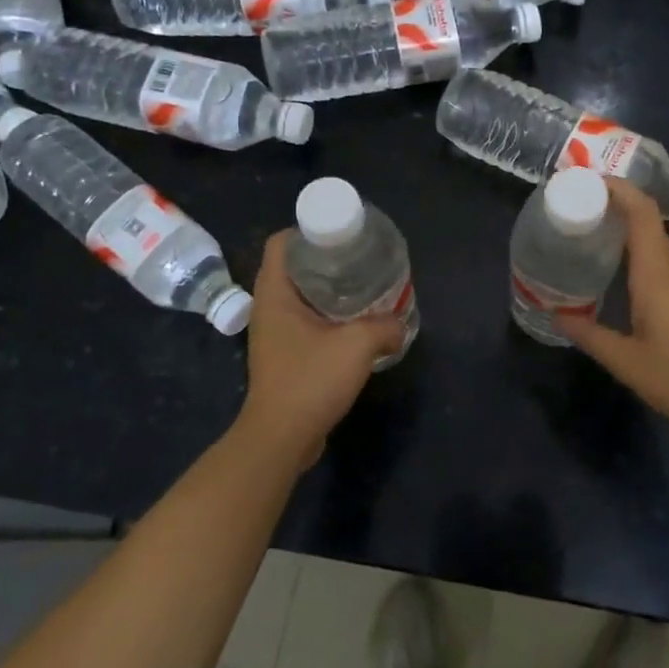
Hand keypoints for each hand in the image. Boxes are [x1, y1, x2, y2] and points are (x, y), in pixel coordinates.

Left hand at [233, 232, 405, 468]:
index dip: (307, 230)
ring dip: (328, 290)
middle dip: (325, 259)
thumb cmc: (311, 380)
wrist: (282, 437)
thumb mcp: (357, 345)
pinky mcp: (284, 356)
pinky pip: (306, 322)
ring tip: (363, 286)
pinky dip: (328, 316)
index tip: (340, 233)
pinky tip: (355, 323)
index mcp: (275, 294)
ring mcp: (274, 334)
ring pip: (300, 296)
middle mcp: (269, 309)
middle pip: (293, 267)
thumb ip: (384, 327)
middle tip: (359, 257)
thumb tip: (399, 325)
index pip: (280, 243)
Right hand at [559, 178, 668, 437]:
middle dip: (615, 216)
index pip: (641, 212)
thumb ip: (592, 337)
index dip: (617, 189)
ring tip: (600, 256)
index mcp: (658, 274)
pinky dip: (648, 266)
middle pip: (648, 227)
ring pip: (661, 250)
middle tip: (580, 224)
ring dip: (632, 244)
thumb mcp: (629, 364)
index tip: (587, 183)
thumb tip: (559, 316)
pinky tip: (635, 293)